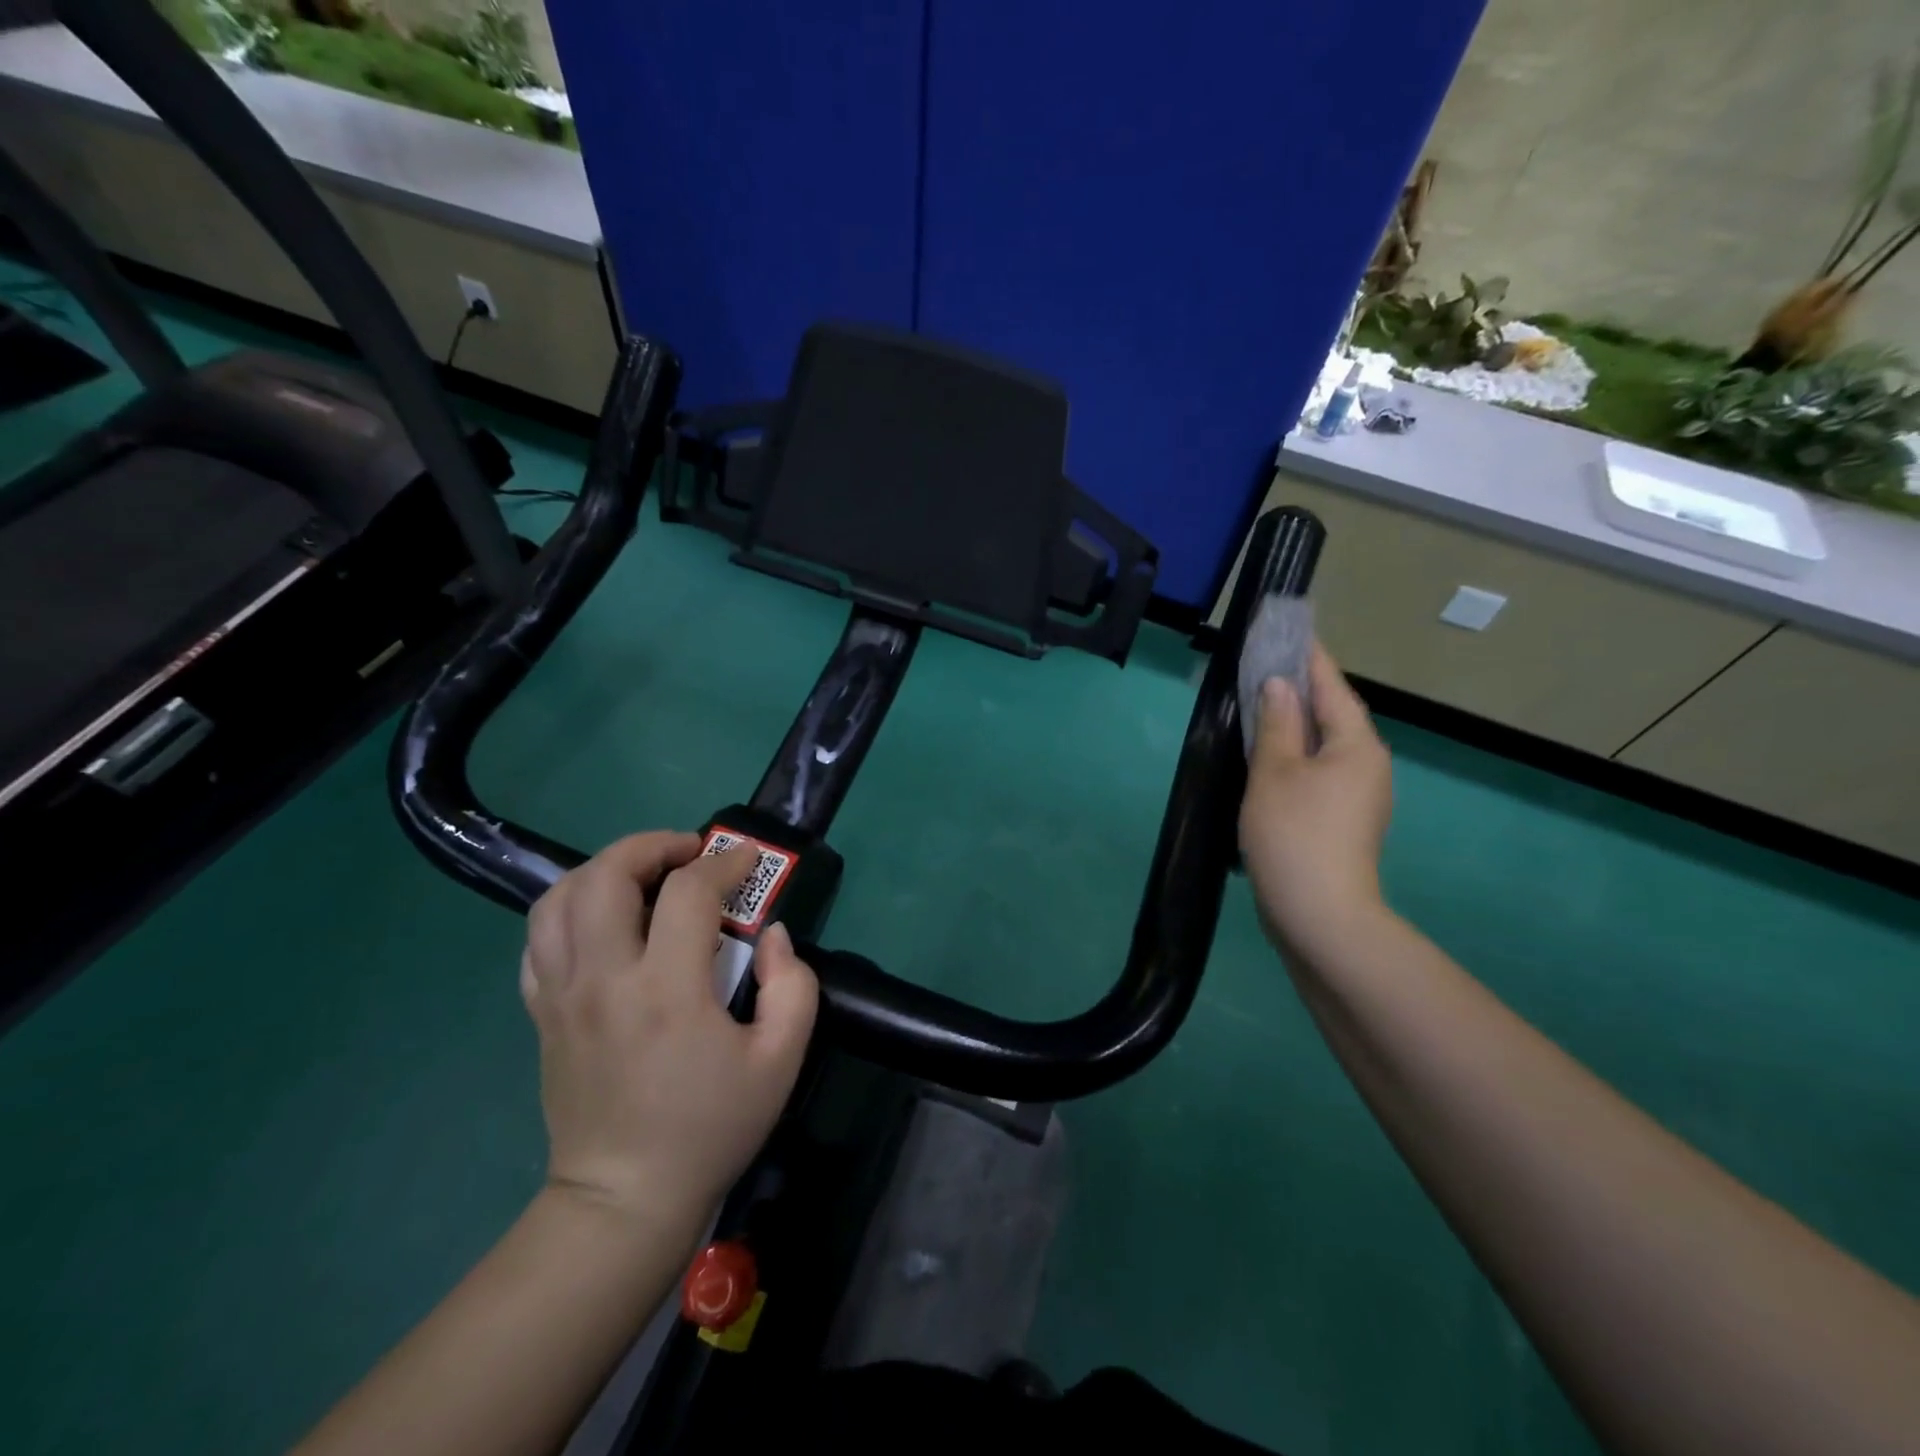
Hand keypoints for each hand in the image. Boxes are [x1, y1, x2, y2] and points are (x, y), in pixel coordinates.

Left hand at [519, 833, 818, 1230]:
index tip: (746, 860)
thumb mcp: (781, 1061)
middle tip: (688, 852)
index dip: (724, 863)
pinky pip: (539, 939)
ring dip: (605, 868)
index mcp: (667, 991)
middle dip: (652, 845)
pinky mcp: (542, 1014)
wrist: (624, 1200)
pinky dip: (570, 909)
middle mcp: (604, 980)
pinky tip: (605, 919)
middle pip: (606, 876)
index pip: (689, 893)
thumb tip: (775, 934)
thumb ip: (794, 986)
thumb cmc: (710, 1127)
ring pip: (559, 898)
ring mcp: (562, 996)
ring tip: (644, 875)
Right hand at [1240, 645, 1393, 954]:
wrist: (1319, 915)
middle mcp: (1368, 765)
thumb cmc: (1294, 834)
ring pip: (1325, 747)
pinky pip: (1319, 773)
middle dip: (1301, 692)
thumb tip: (1278, 685)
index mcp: (1357, 745)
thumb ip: (1277, 724)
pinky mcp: (1343, 822)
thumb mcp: (1274, 772)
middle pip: (1333, 716)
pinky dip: (1295, 757)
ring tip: (1261, 709)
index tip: (1291, 631)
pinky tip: (1269, 760)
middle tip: (1264, 669)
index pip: (1331, 687)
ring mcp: (1359, 797)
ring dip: (1296, 726)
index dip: (1309, 658)